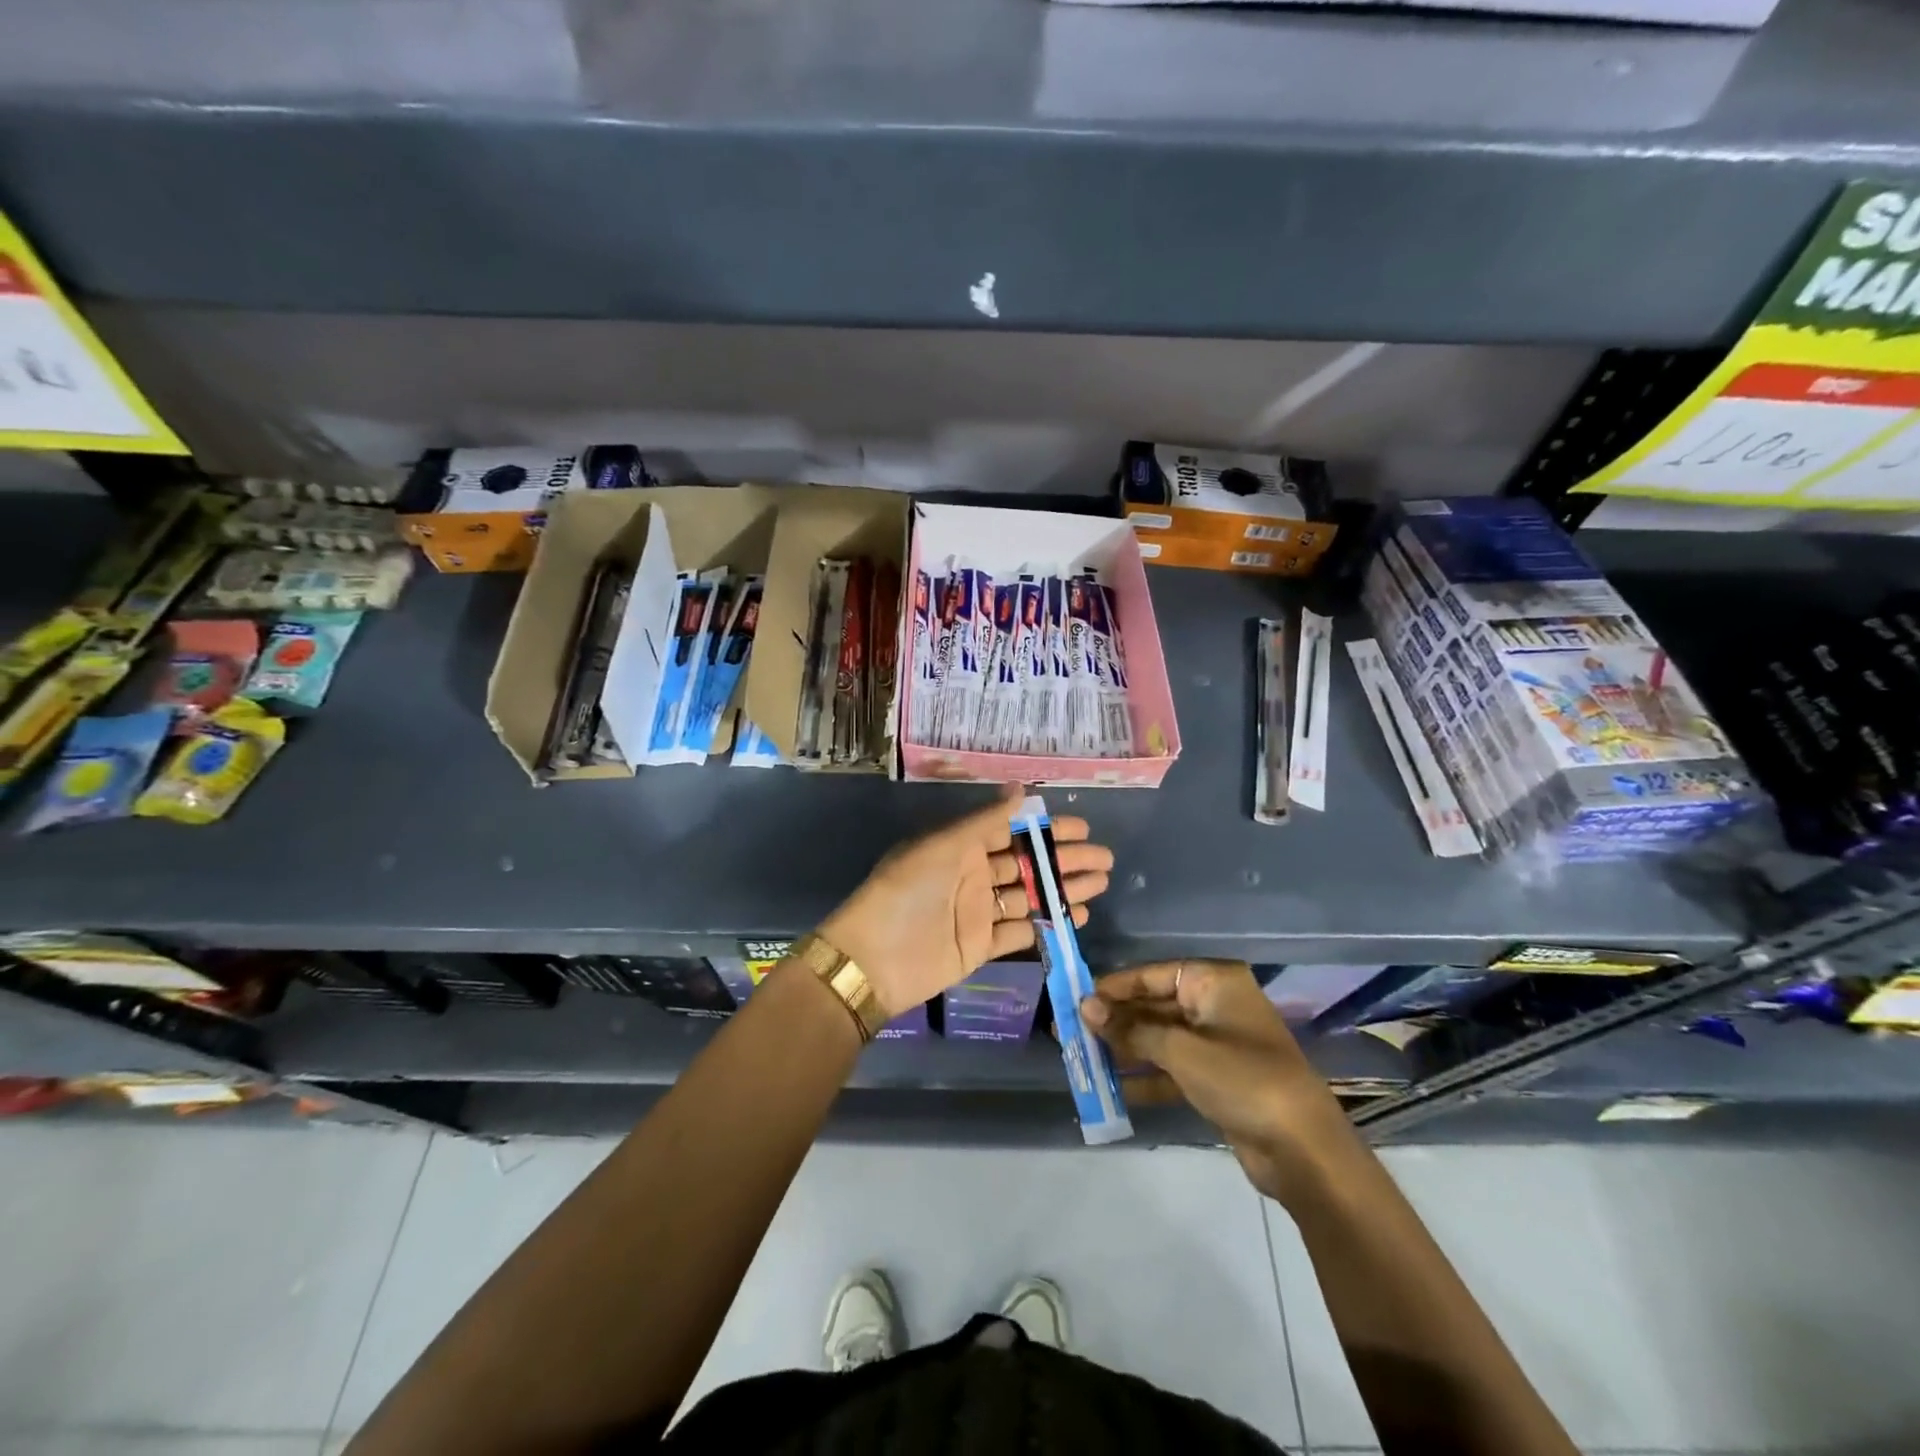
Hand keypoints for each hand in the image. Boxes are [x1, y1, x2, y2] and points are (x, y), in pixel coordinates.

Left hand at [819, 787, 1112, 1018]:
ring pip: (1029, 896)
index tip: (1082, 826)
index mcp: (960, 847)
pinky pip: (1021, 931)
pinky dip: (1048, 924)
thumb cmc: (906, 892)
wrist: (873, 960)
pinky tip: (1077, 917)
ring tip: (1101, 883)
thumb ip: (984, 822)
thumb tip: (1021, 789)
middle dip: (1064, 860)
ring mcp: (978, 912)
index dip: (1046, 828)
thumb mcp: (943, 847)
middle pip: (1026, 863)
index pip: (1011, 831)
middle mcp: (972, 875)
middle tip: (1104, 858)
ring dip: (1063, 889)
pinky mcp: (981, 946)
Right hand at [1080, 960, 1351, 1202]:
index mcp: (1214, 982)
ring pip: (1160, 1038)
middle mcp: (1214, 1005)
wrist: (1304, 1151)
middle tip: (1072, 1032)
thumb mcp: (1181, 1051)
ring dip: (1125, 1049)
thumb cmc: (1243, 1081)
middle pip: (1154, 1006)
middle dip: (1115, 1021)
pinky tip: (1113, 1089)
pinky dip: (1146, 1076)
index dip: (1113, 988)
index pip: (1151, 974)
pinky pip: (1172, 1067)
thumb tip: (1085, 1006)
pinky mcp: (1217, 1078)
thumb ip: (1131, 1029)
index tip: (1074, 1000)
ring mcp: (1217, 1043)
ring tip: (1083, 1058)